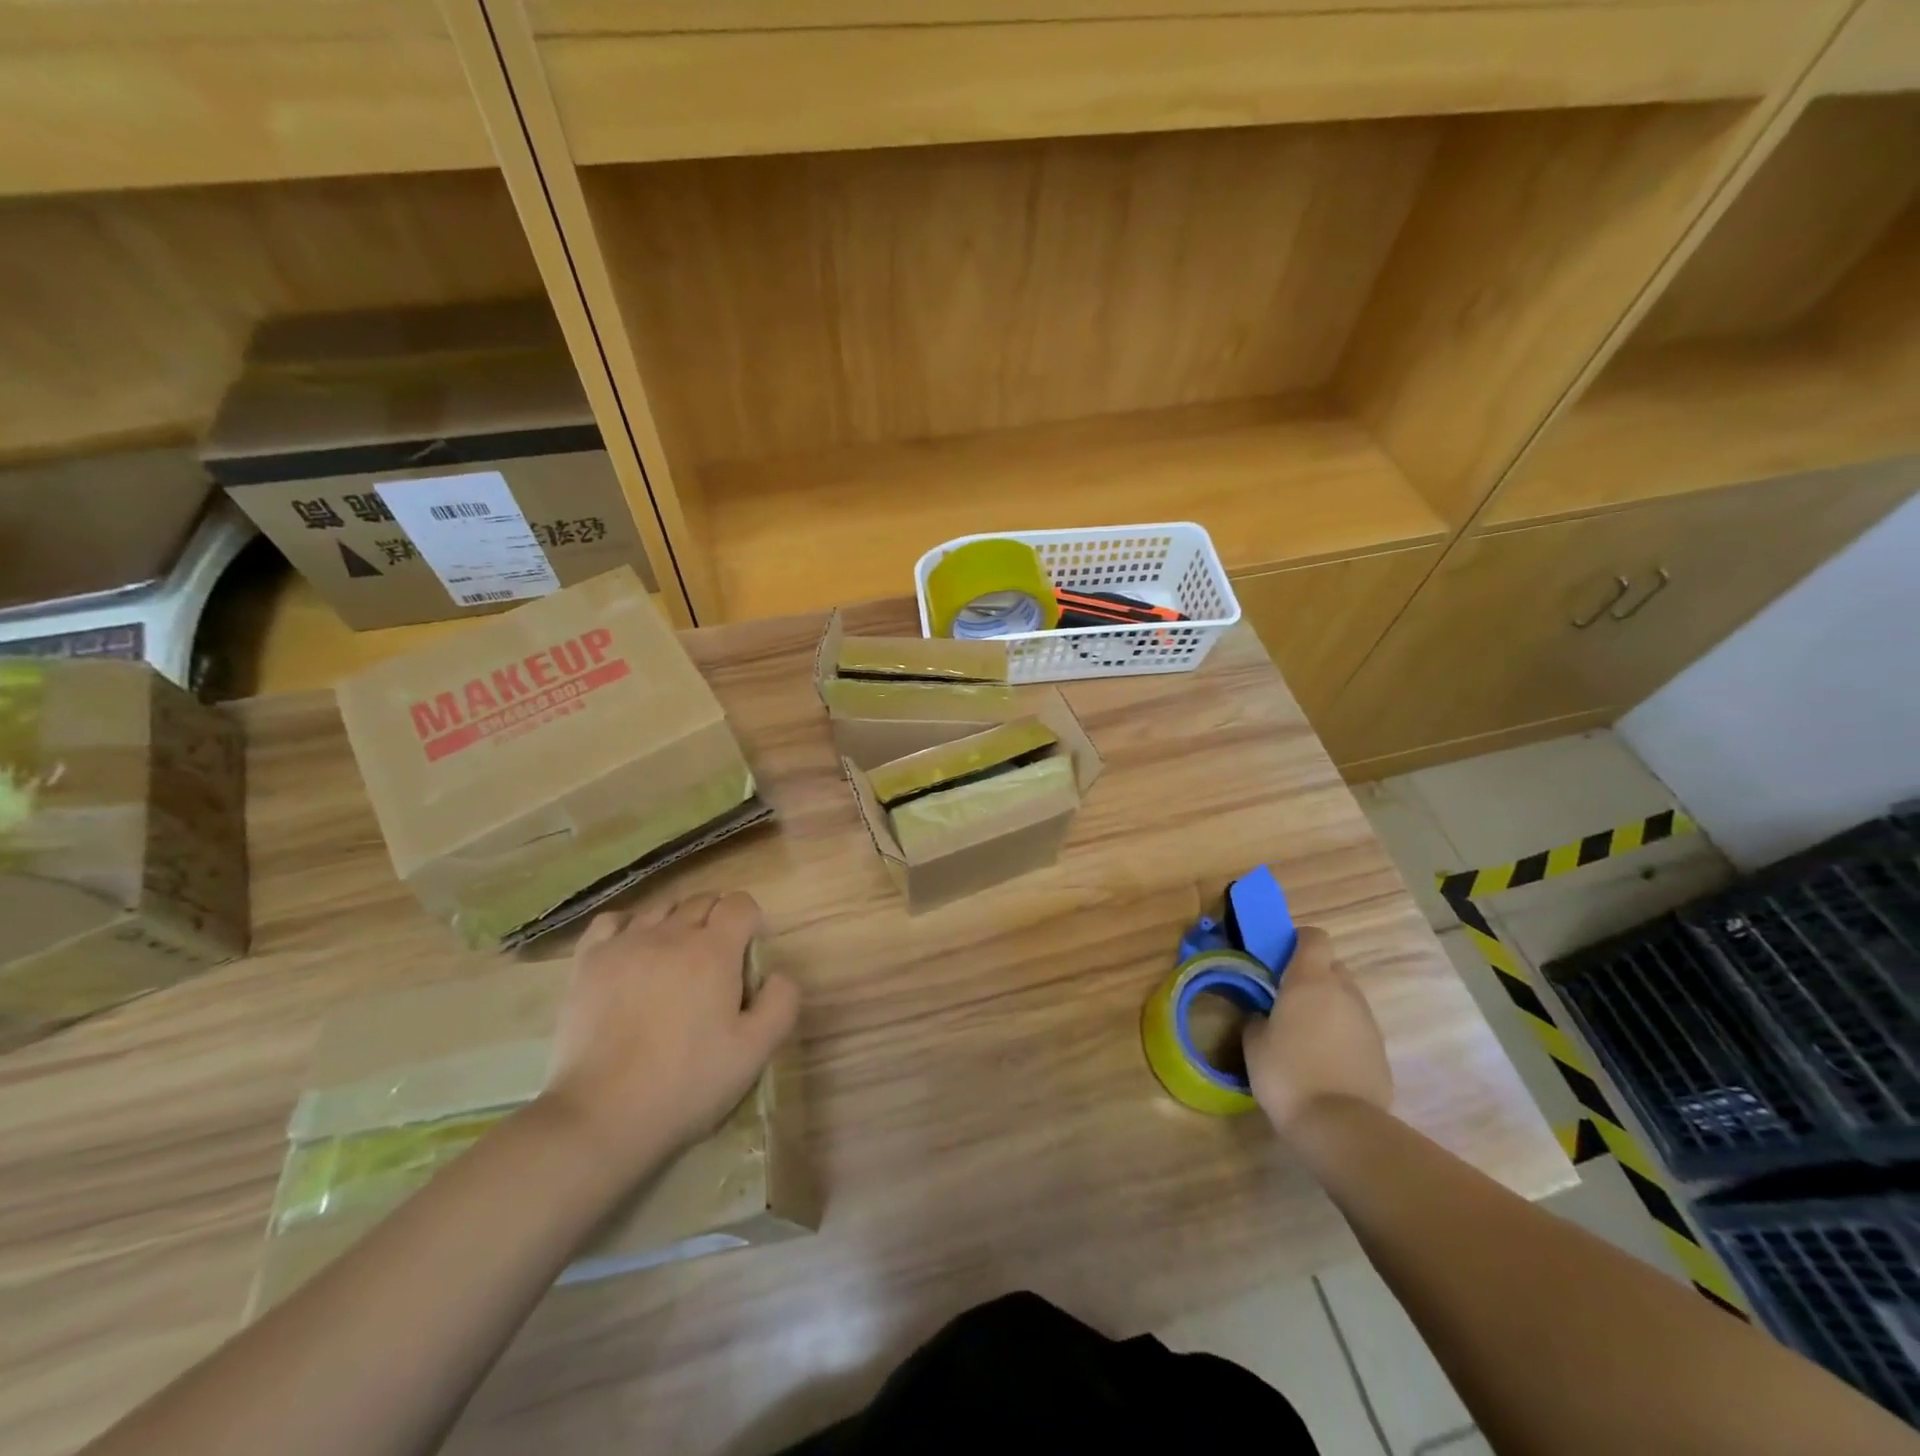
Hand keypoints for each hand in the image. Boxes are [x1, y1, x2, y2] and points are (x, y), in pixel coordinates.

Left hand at [541, 892, 799, 1172]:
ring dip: (677, 923)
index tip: (749, 955)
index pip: (740, 904)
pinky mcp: (588, 961)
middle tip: (716, 964)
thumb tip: (778, 974)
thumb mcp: (755, 1052)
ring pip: (661, 908)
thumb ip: (781, 1002)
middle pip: (702, 902)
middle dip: (717, 921)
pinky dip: (629, 927)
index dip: (751, 922)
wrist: (601, 1116)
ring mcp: (625, 944)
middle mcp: (671, 934)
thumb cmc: (686, 1083)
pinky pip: (613, 921)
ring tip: (675, 960)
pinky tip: (633, 951)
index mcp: (714, 951)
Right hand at [1243, 927, 1391, 1135]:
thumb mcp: (1254, 1043)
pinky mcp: (1381, 1051)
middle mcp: (1344, 992)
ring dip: (1328, 1005)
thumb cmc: (1287, 1073)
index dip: (1298, 941)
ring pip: (1346, 998)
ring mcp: (1367, 1022)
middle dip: (1313, 975)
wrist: (1341, 1126)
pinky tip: (1325, 1060)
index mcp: (1310, 980)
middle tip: (1288, 998)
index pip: (1314, 937)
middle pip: (1332, 966)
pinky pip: (1356, 1028)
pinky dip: (1342, 1033)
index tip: (1280, 957)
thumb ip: (1257, 1018)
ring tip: (1305, 1033)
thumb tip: (1264, 1015)